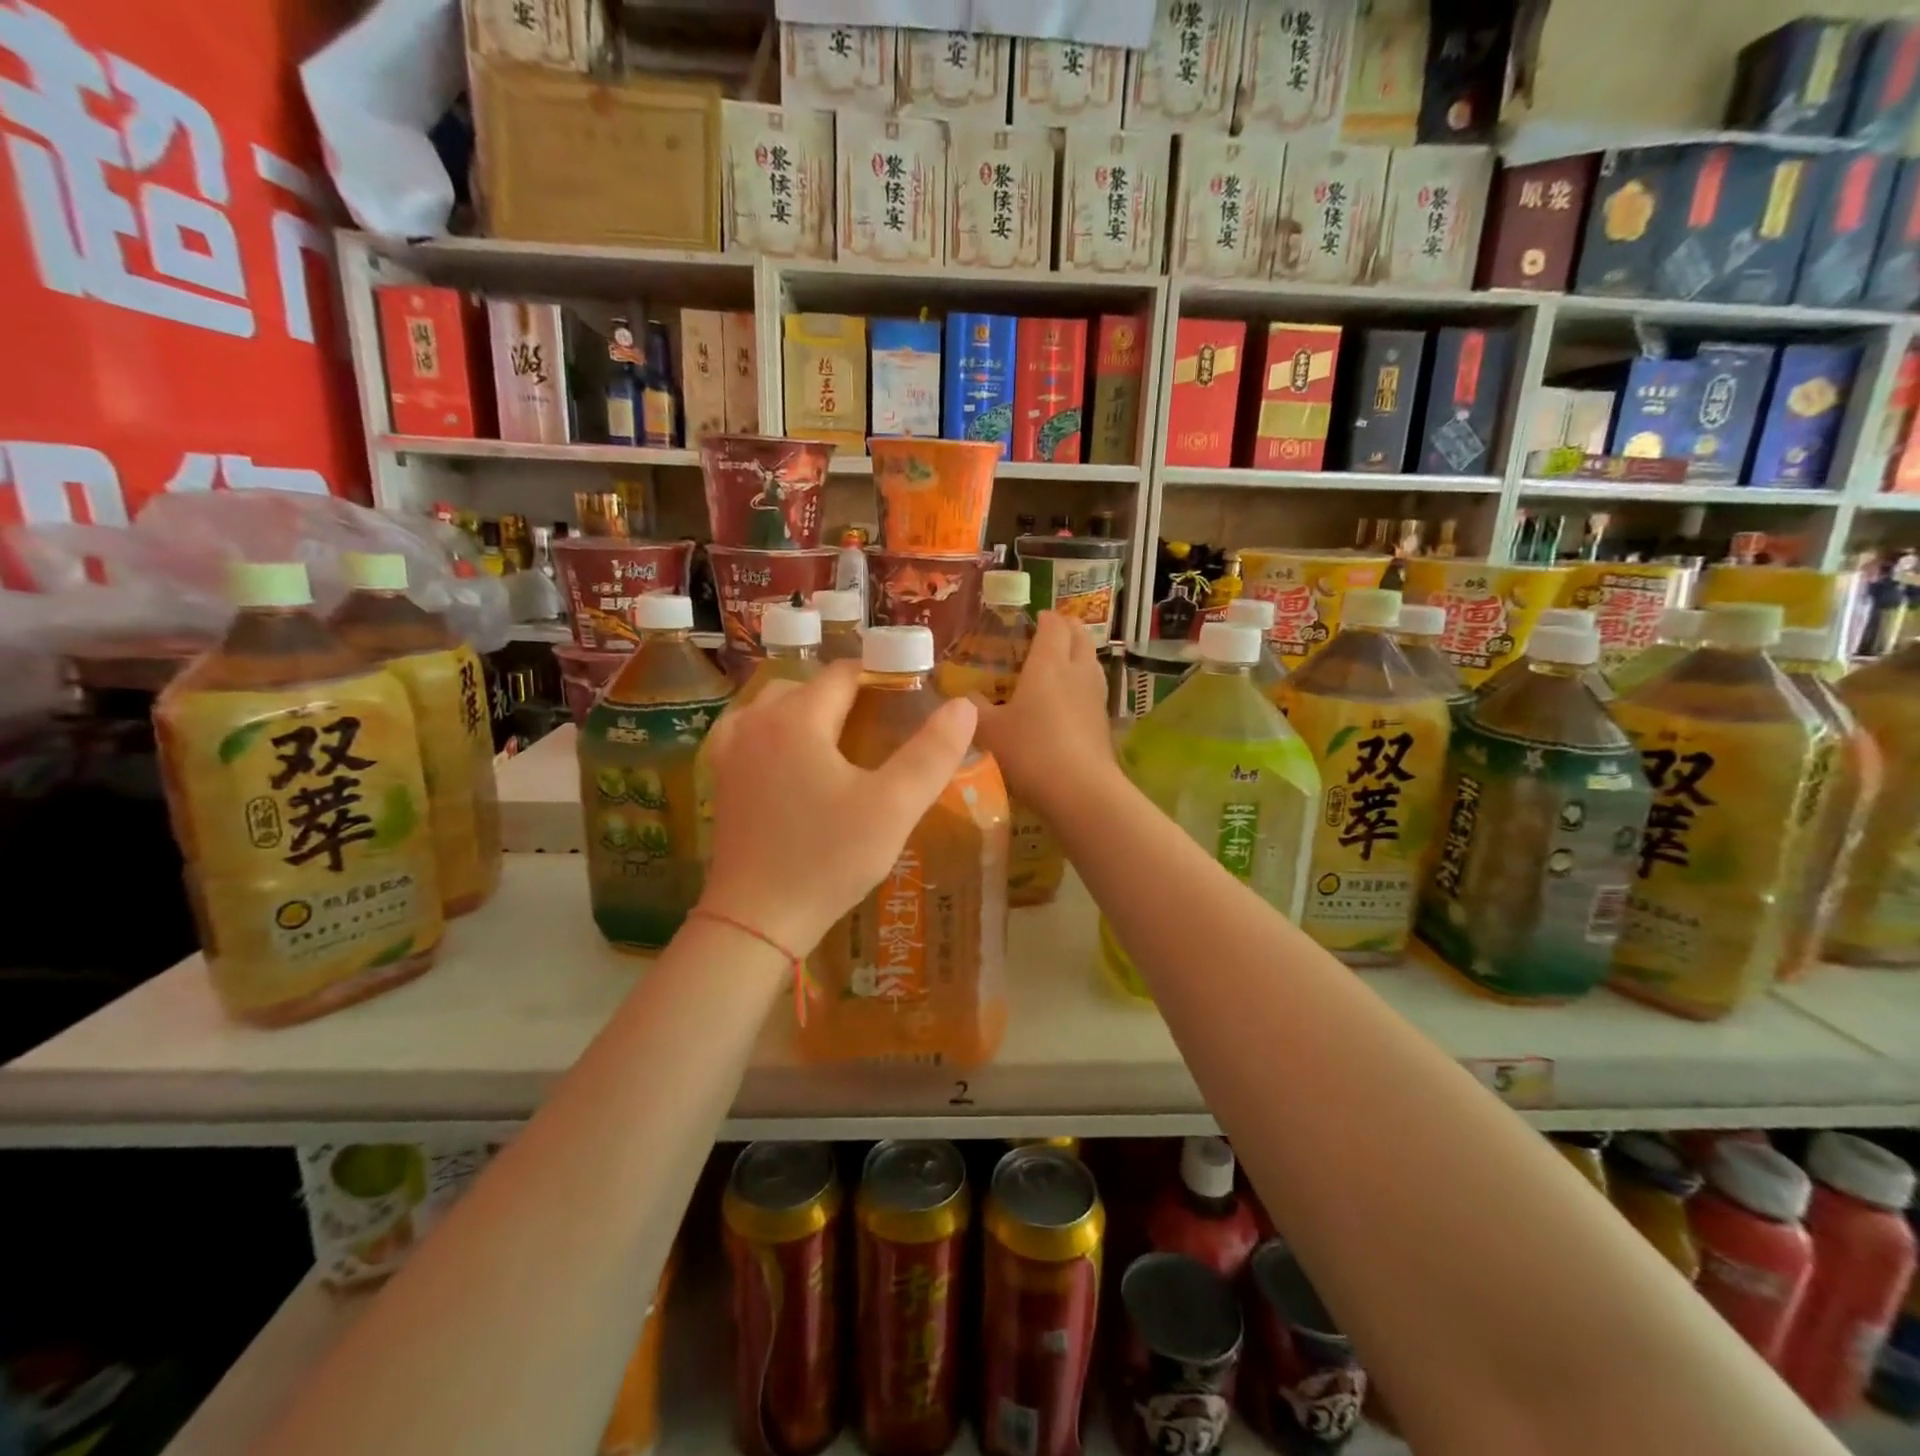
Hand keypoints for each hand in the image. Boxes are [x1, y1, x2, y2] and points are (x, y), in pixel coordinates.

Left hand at [698, 659, 976, 954]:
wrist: (756, 921)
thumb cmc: (828, 859)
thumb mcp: (893, 807)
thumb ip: (932, 753)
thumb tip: (963, 705)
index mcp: (797, 718)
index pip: (845, 674)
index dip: (881, 677)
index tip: (910, 697)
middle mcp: (756, 721)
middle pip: (809, 686)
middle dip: (847, 694)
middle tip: (883, 724)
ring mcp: (731, 750)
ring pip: (776, 706)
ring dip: (809, 710)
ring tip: (843, 738)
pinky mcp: (720, 778)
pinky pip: (750, 732)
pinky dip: (776, 731)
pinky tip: (793, 757)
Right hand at [970, 611, 1118, 822]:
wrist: (1081, 791)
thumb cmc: (1031, 751)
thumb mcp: (989, 731)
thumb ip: (972, 710)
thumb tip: (960, 696)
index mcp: (1049, 664)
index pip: (1054, 625)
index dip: (1045, 617)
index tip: (1033, 618)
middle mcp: (1077, 672)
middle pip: (1080, 637)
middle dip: (1067, 629)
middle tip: (1049, 633)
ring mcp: (1095, 697)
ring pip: (1091, 662)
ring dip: (1078, 654)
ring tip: (1060, 662)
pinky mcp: (1104, 722)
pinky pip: (1094, 689)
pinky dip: (1082, 684)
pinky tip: (1069, 701)